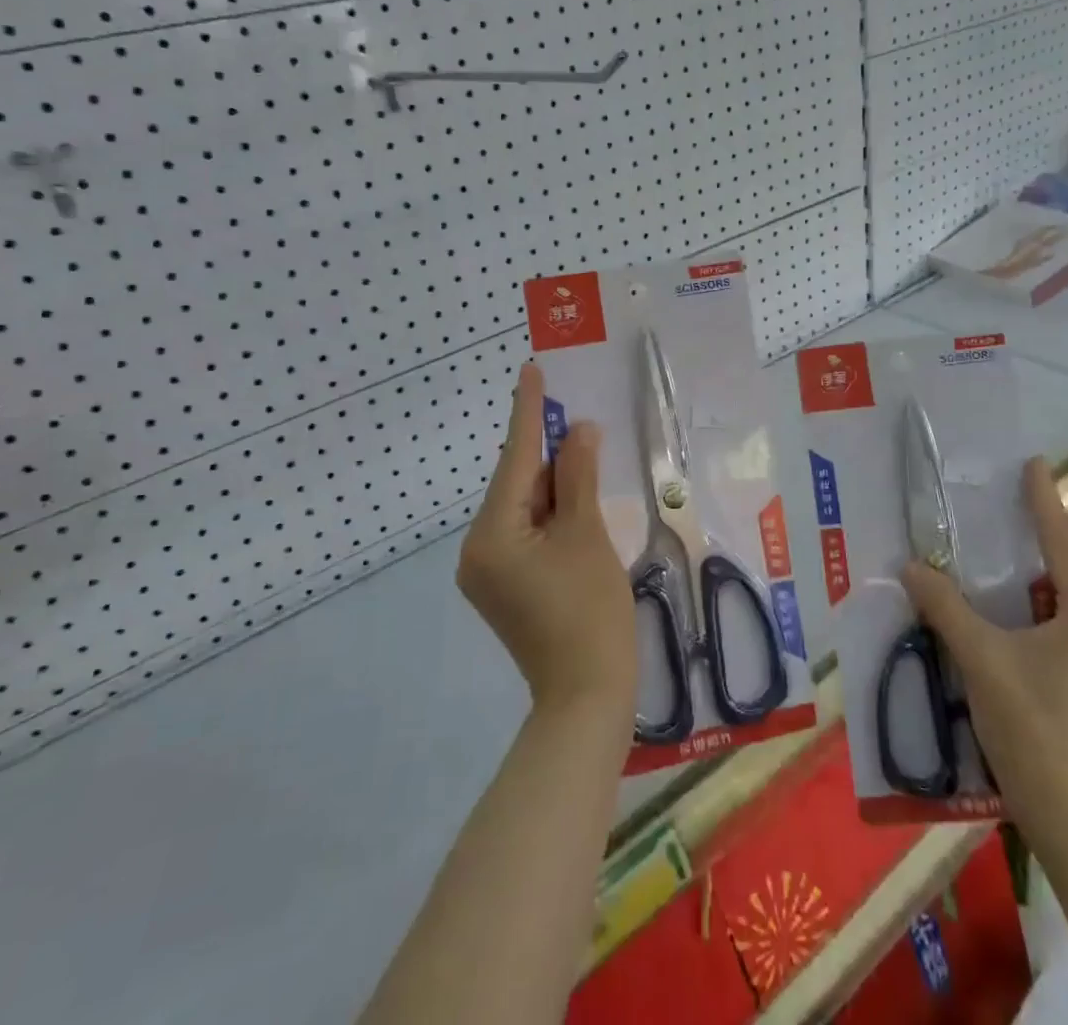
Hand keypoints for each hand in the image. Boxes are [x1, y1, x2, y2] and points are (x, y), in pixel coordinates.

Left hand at [459, 363, 637, 721]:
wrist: (587, 697)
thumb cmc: (590, 612)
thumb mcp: (587, 534)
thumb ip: (579, 477)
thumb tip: (578, 431)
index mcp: (491, 534)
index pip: (515, 459)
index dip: (528, 412)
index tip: (531, 370)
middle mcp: (477, 549)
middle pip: (517, 483)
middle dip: (548, 451)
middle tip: (575, 414)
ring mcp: (487, 571)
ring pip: (522, 507)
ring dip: (553, 482)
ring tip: (584, 451)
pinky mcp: (503, 586)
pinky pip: (524, 531)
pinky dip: (549, 511)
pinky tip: (575, 497)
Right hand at [900, 457, 1067, 833]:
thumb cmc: (1032, 724)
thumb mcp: (981, 657)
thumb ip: (945, 607)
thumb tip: (912, 567)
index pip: (1064, 545)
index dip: (1045, 503)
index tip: (1035, 465)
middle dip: (1047, 534)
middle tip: (1016, 502)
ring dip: (1043, 571)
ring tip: (1012, 548)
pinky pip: (1064, 624)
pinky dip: (1039, 603)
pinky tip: (1013, 608)